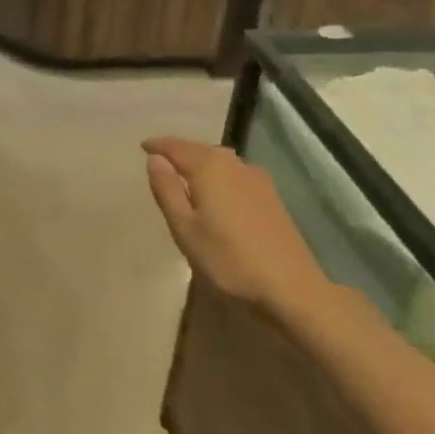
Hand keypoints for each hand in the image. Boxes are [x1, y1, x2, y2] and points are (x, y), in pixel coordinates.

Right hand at [142, 137, 328, 312]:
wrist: (291, 288)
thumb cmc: (228, 259)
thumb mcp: (185, 228)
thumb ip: (167, 190)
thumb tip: (155, 159)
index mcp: (210, 168)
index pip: (177, 147)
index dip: (158, 146)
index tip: (143, 146)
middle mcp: (235, 165)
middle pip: (201, 149)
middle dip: (179, 151)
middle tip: (160, 158)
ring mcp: (257, 179)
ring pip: (221, 160)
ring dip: (200, 161)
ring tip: (184, 173)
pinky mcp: (271, 196)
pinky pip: (235, 173)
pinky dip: (218, 173)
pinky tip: (216, 190)